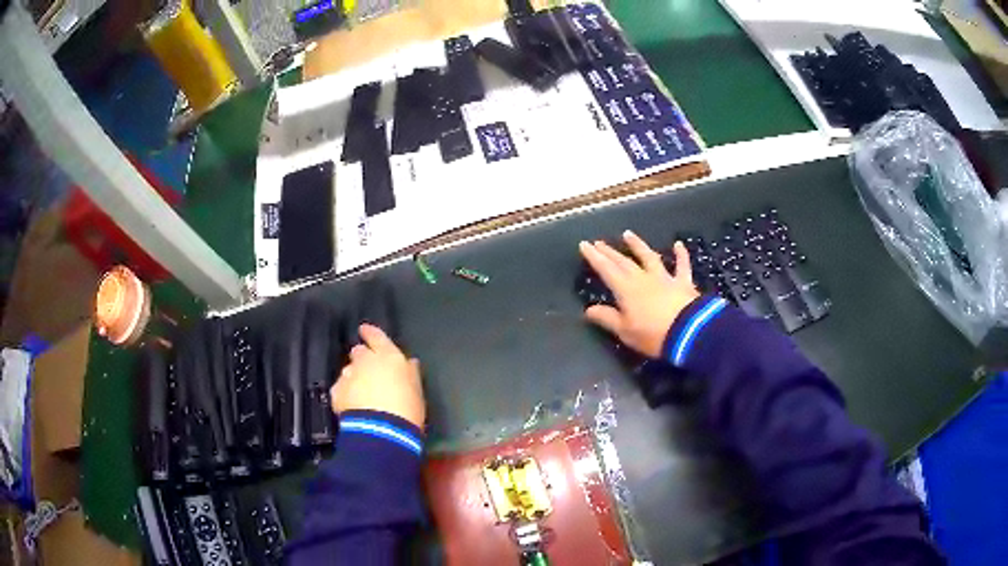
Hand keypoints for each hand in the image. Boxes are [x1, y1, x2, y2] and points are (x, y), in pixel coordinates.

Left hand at [331, 324, 424, 428]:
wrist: (382, 430)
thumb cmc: (407, 408)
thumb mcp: (416, 389)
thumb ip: (410, 372)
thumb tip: (410, 362)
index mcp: (388, 356)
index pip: (376, 336)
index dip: (370, 333)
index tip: (364, 330)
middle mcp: (365, 361)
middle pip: (358, 352)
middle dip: (362, 358)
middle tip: (369, 370)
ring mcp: (348, 376)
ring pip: (348, 371)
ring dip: (354, 377)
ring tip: (361, 392)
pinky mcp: (337, 392)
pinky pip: (340, 388)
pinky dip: (345, 393)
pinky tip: (352, 405)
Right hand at [579, 231, 699, 358]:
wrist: (689, 331)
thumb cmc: (653, 335)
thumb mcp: (625, 331)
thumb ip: (607, 318)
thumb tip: (588, 310)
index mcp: (626, 290)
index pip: (606, 269)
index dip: (594, 257)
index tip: (584, 244)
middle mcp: (643, 278)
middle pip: (623, 262)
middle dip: (609, 251)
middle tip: (599, 242)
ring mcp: (664, 278)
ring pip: (649, 257)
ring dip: (638, 245)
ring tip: (628, 234)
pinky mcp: (683, 283)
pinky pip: (682, 266)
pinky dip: (681, 254)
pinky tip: (678, 244)